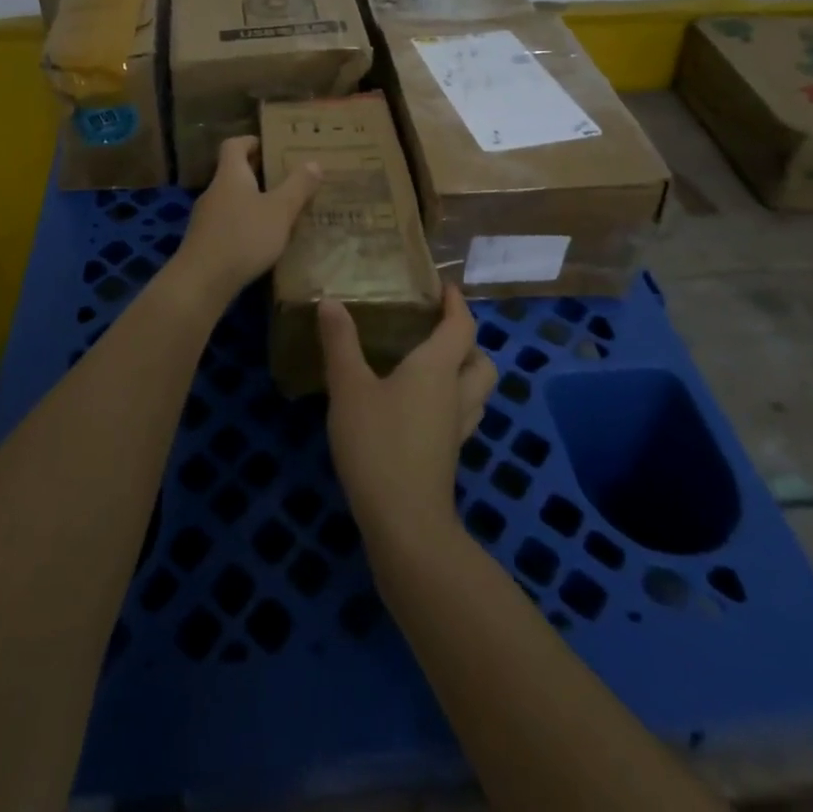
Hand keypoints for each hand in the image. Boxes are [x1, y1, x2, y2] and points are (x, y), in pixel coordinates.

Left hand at [170, 135, 321, 304]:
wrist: (202, 281)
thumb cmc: (243, 237)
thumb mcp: (280, 210)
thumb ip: (298, 186)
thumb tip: (313, 162)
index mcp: (230, 174)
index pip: (234, 144)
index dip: (252, 141)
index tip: (273, 146)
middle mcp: (215, 191)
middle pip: (235, 172)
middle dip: (260, 173)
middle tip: (288, 178)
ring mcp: (207, 217)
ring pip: (233, 199)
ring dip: (254, 201)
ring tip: (282, 210)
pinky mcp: (206, 241)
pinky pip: (229, 222)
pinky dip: (246, 223)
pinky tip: (264, 240)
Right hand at [318, 285, 498, 557]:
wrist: (404, 523)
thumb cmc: (377, 444)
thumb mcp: (349, 388)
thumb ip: (340, 343)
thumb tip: (330, 301)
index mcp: (437, 368)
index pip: (461, 327)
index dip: (457, 304)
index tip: (446, 287)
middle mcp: (456, 394)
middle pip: (482, 361)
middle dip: (468, 343)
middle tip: (439, 332)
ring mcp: (456, 429)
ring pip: (478, 393)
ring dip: (465, 374)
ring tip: (433, 367)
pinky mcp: (448, 456)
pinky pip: (462, 416)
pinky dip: (452, 402)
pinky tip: (422, 409)